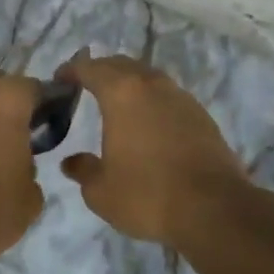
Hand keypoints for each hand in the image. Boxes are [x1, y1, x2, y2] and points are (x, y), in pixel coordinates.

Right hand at [58, 53, 250, 245]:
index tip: (59, 80)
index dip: (71, 71)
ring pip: (148, 78)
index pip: (90, 68)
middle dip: (101, 71)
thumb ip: (83, 170)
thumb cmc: (147, 195)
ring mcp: (181, 98)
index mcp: (121, 94)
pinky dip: (152, 101)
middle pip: (121, 65)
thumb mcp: (101, 191)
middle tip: (85, 86)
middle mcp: (152, 85)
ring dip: (129, 83)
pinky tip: (148, 123)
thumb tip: (72, 162)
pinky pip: (168, 97)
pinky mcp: (202, 116)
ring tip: (117, 103)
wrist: (213, 209)